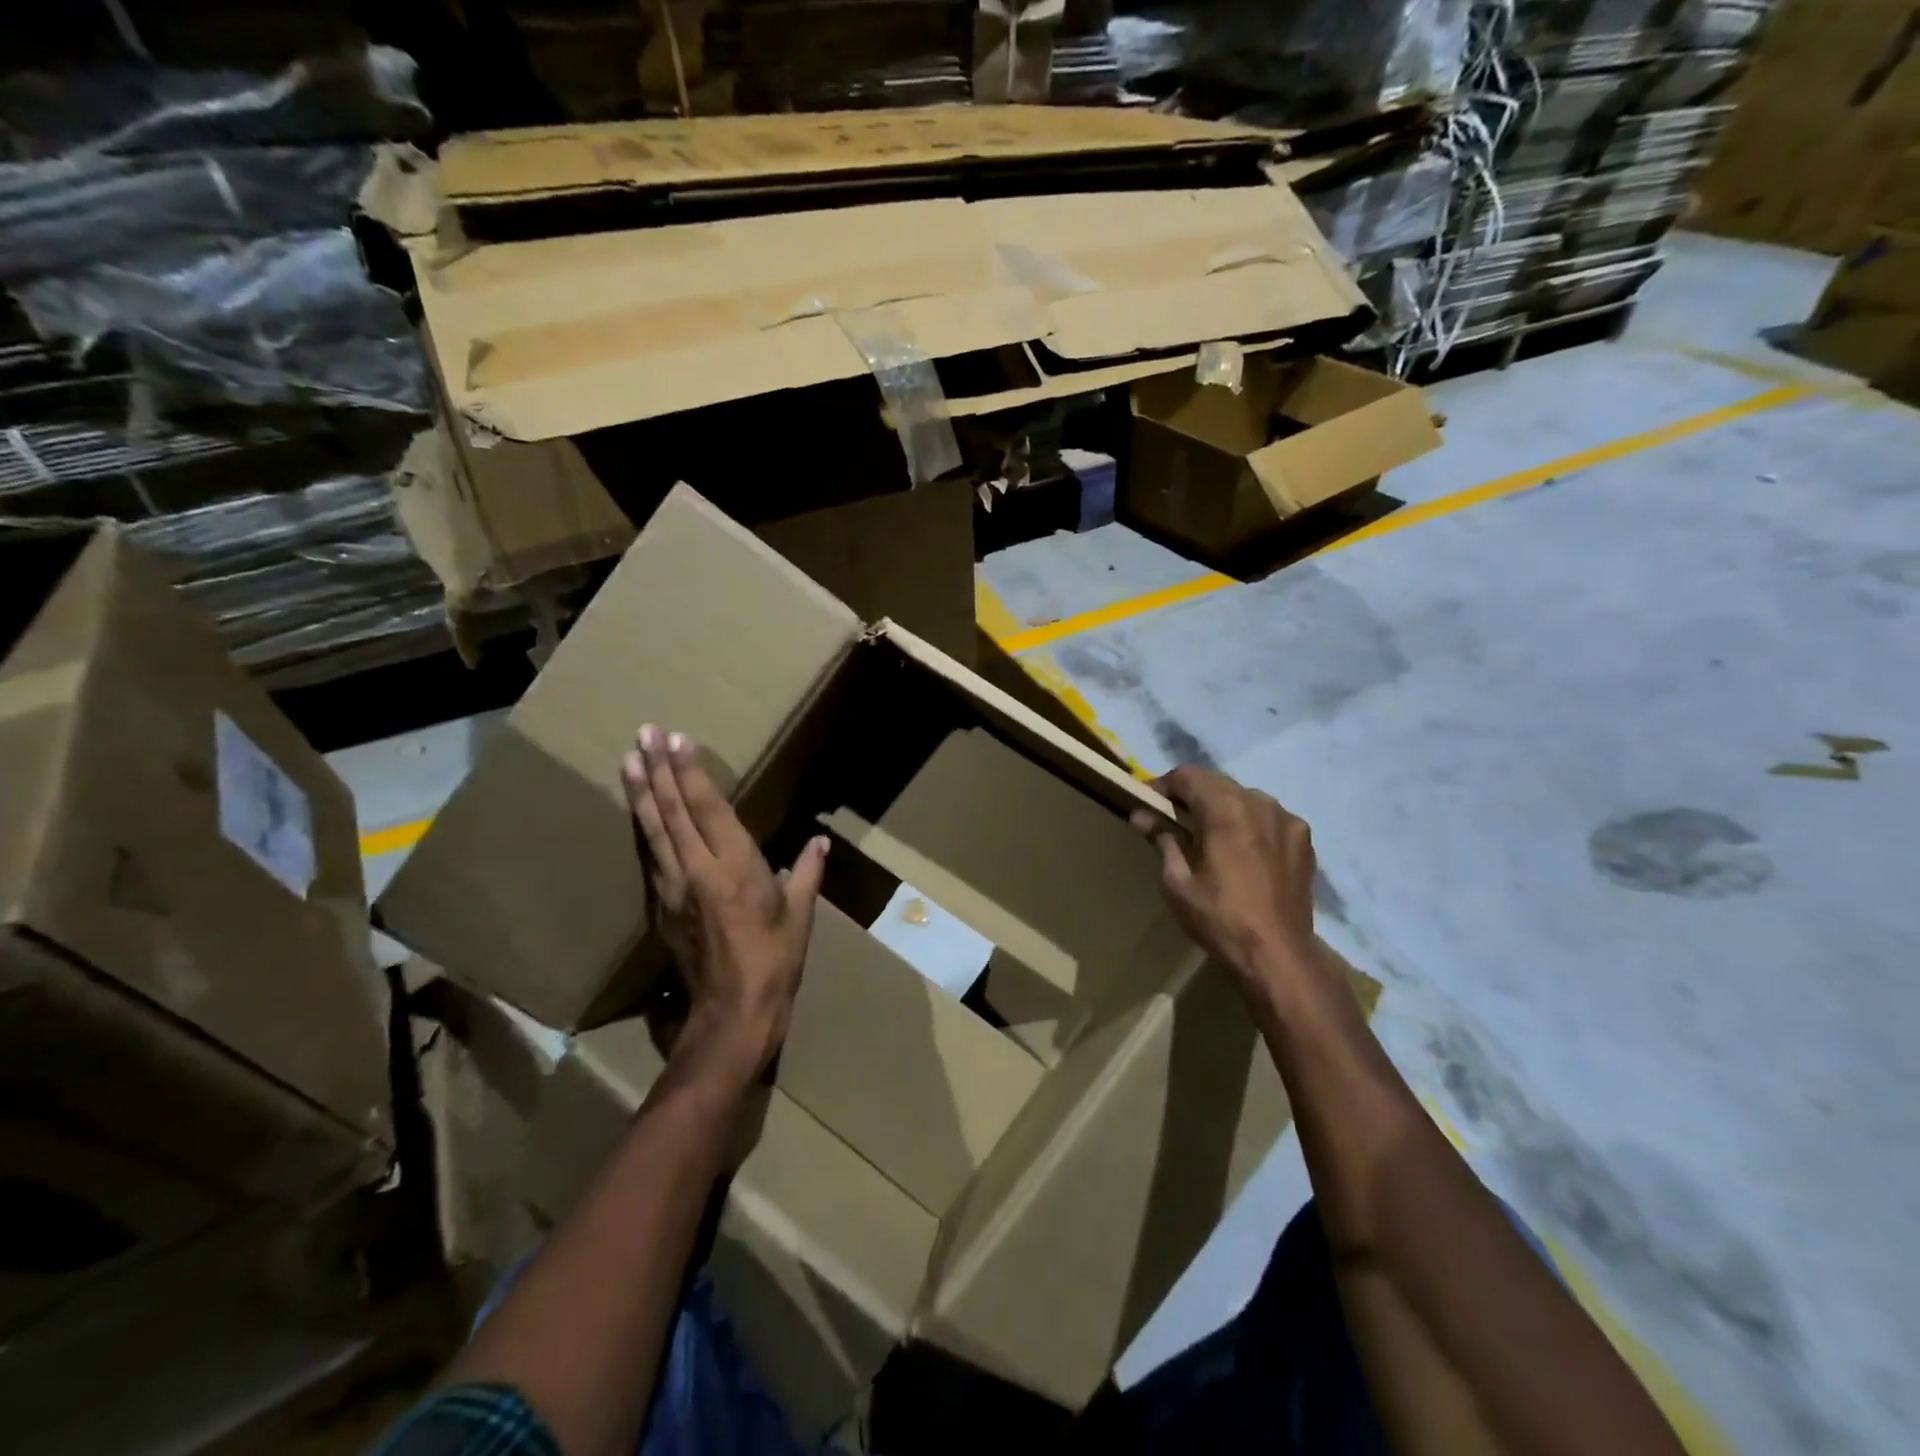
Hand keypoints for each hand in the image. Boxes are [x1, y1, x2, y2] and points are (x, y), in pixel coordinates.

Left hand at [622, 724, 828, 1081]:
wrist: (731, 1015)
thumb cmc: (774, 962)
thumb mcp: (799, 916)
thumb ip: (806, 874)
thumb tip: (819, 843)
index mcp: (734, 868)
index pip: (708, 808)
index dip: (691, 772)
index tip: (677, 740)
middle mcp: (697, 871)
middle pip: (672, 812)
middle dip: (657, 770)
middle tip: (643, 733)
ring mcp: (672, 890)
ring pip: (653, 832)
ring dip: (640, 794)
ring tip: (627, 761)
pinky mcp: (661, 909)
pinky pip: (650, 858)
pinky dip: (644, 829)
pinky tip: (638, 814)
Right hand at [1131, 765, 1321, 1006]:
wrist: (1279, 955)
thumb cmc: (1220, 919)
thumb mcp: (1177, 883)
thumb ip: (1162, 839)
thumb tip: (1142, 815)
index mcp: (1225, 810)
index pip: (1188, 775)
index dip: (1163, 785)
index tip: (1149, 804)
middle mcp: (1259, 803)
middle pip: (1217, 782)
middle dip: (1192, 795)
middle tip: (1173, 819)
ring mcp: (1286, 818)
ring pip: (1244, 797)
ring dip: (1222, 806)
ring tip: (1209, 835)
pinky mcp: (1304, 838)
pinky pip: (1268, 816)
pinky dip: (1249, 822)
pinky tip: (1242, 849)